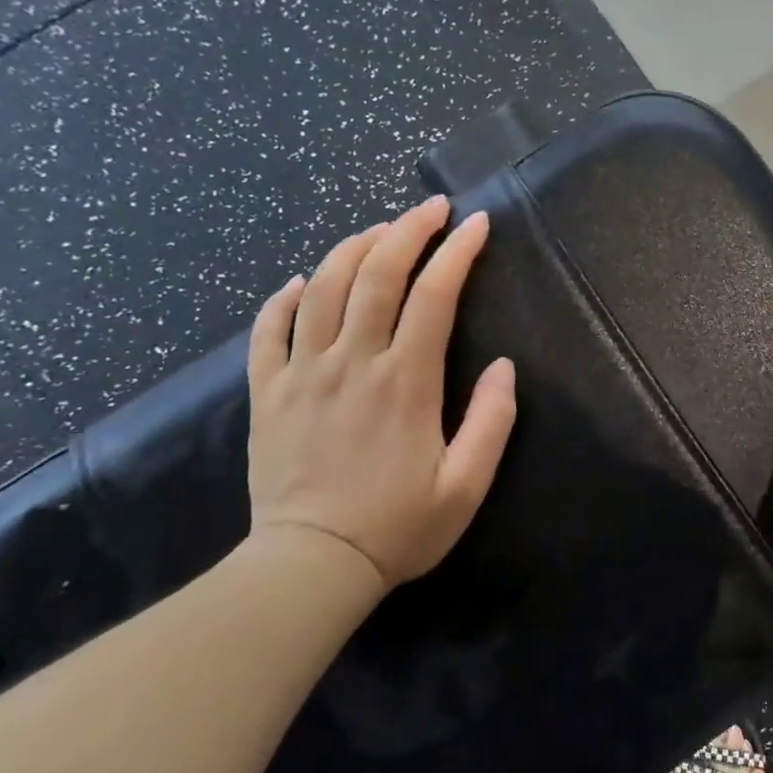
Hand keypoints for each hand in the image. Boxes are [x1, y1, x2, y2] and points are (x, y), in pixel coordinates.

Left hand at [245, 195, 516, 601]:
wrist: (312, 565)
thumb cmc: (399, 527)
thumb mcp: (467, 485)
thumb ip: (492, 421)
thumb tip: (504, 366)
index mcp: (406, 382)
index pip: (434, 296)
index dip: (457, 252)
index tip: (476, 224)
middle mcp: (353, 363)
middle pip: (376, 275)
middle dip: (407, 231)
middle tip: (432, 207)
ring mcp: (303, 374)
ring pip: (323, 289)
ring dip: (351, 248)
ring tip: (378, 230)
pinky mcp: (268, 394)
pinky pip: (268, 330)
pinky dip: (285, 297)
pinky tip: (303, 282)